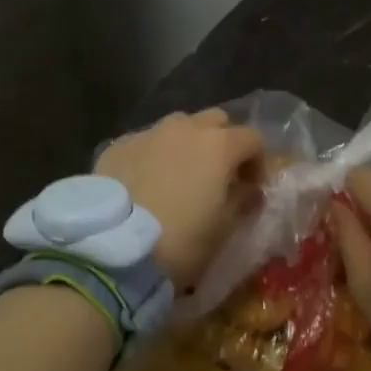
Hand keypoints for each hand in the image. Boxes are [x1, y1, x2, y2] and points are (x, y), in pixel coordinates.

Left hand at [96, 109, 264, 286]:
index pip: (253, 139)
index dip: (257, 162)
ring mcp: (148, 133)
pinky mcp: (118, 146)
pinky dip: (153, 156)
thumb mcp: (223, 230)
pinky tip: (144, 183)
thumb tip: (249, 190)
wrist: (112, 249)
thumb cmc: (180, 241)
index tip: (252, 187)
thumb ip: (242, 201)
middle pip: (215, 121)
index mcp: (219, 145)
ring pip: (178, 127)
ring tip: (178, 176)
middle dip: (222, 142)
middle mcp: (185, 128)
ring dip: (186, 144)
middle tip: (217, 175)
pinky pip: (145, 142)